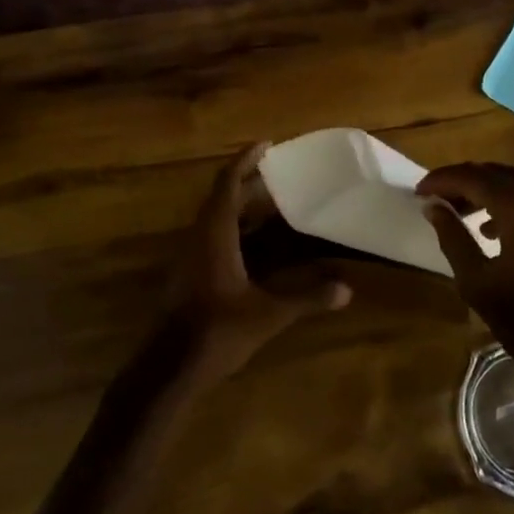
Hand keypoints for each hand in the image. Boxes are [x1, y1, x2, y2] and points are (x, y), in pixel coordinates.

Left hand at [165, 142, 351, 382]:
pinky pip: (213, 236)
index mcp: (214, 234)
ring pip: (216, 217)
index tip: (267, 144)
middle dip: (249, 182)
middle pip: (222, 197)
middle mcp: (199, 237)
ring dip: (242, 206)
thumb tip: (346, 289)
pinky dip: (235, 228)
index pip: (228, 183)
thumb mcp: (267, 316)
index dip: (245, 160)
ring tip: (274, 205)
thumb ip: (306, 299)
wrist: (167, 369)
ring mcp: (190, 256)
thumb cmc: (216, 333)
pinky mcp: (189, 273)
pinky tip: (257, 245)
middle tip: (280, 176)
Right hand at [417, 163, 513, 385]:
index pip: (472, 176)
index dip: (441, 180)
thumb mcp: (479, 284)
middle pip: (498, 173)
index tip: (420, 192)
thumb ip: (452, 237)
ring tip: (470, 217)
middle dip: (466, 184)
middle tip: (441, 202)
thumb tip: (434, 206)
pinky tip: (507, 229)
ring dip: (493, 193)